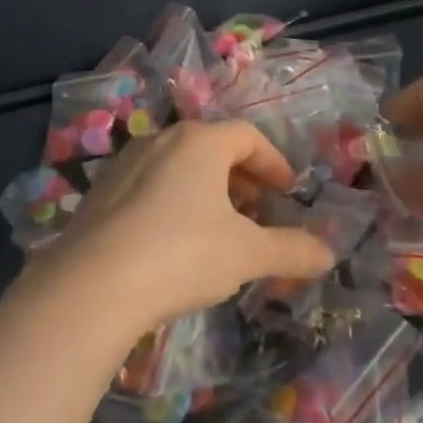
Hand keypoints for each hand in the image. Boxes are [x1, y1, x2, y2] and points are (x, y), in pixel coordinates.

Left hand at [24, 121, 334, 338]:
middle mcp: (161, 140)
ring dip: (207, 191)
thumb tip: (329, 255)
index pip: (248, 137)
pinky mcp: (100, 193)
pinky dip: (174, 202)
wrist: (93, 285)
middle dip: (242, 178)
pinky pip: (150, 186)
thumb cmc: (183, 254)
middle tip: (258, 211)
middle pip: (212, 148)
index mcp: (200, 142)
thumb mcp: (247, 254)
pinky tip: (175, 243)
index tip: (287, 192)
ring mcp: (125, 164)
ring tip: (220, 229)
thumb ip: (292, 250)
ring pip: (179, 167)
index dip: (274, 163)